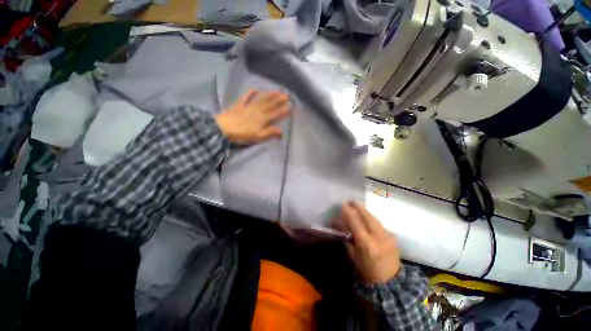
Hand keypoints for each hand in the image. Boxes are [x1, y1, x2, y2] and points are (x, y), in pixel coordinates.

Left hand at [214, 89, 291, 143]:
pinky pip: (246, 98)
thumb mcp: (258, 136)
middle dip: (279, 100)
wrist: (223, 129)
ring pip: (261, 100)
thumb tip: (282, 131)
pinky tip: (255, 89)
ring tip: (276, 91)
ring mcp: (248, 107)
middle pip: (270, 105)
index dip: (283, 110)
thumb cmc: (242, 134)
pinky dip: (250, 93)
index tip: (291, 106)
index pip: (276, 114)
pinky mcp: (239, 105)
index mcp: (263, 119)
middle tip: (287, 95)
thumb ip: (270, 133)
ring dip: (269, 95)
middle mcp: (257, 111)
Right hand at [339, 201, 401, 283]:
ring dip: (365, 211)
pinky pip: (380, 223)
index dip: (348, 211)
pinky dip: (372, 218)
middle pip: (367, 216)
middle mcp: (378, 237)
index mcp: (366, 244)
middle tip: (351, 201)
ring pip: (374, 217)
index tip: (343, 204)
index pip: (355, 222)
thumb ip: (347, 237)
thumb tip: (341, 224)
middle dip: (358, 206)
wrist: (389, 281)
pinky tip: (367, 217)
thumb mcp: (353, 254)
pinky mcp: (393, 236)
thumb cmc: (367, 269)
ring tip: (358, 206)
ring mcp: (388, 236)